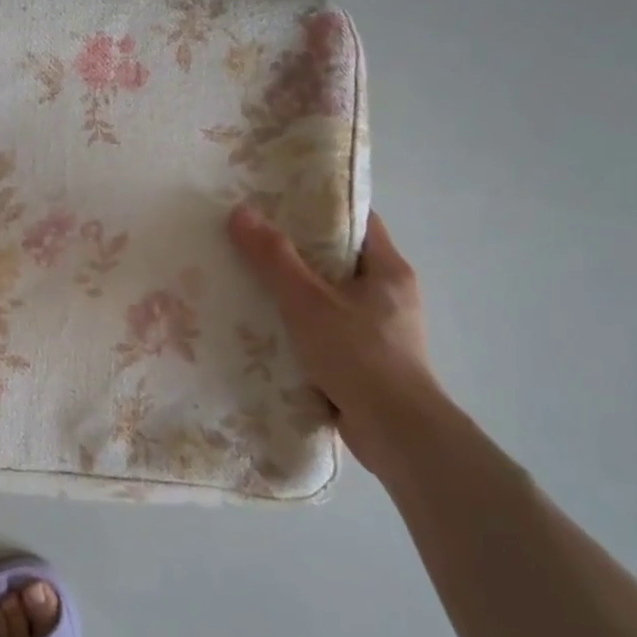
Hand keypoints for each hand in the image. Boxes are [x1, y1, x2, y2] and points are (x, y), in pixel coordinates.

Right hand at [228, 204, 444, 475]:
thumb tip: (240, 212)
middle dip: (298, 252)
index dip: (320, 209)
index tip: (279, 203)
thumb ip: (274, 258)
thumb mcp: (308, 301)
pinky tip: (268, 330)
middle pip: (339, 260)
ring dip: (297, 294)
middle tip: (253, 241)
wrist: (396, 432)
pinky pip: (329, 332)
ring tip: (251, 283)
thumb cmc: (359, 355)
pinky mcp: (367, 363)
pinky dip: (302, 328)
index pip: (357, 222)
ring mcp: (380, 332)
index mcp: (388, 270)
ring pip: (331, 299)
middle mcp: (389, 295)